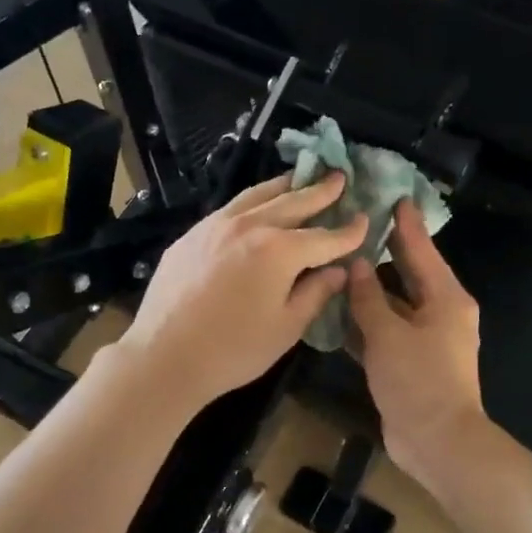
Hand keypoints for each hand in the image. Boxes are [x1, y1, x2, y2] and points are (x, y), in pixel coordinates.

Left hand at [118, 173, 366, 411]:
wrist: (165, 355)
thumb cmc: (234, 350)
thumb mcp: (286, 327)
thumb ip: (316, 293)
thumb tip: (337, 270)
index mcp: (279, 250)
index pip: (325, 236)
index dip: (349, 231)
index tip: (366, 220)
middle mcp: (250, 226)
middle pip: (293, 202)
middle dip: (320, 192)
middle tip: (339, 177)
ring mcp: (216, 225)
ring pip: (258, 195)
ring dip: (285, 186)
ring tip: (301, 178)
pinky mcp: (192, 234)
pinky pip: (231, 208)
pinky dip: (253, 201)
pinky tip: (257, 205)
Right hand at [346, 199, 489, 488]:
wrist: (437, 442)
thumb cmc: (418, 381)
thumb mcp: (388, 334)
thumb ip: (369, 297)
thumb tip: (356, 264)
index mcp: (445, 298)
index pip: (422, 250)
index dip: (406, 224)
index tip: (392, 196)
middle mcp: (439, 313)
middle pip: (408, 274)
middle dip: (385, 252)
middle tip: (357, 225)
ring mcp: (425, 340)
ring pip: (393, 304)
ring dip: (369, 290)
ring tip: (338, 263)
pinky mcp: (410, 363)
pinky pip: (386, 332)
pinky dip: (365, 322)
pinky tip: (337, 311)